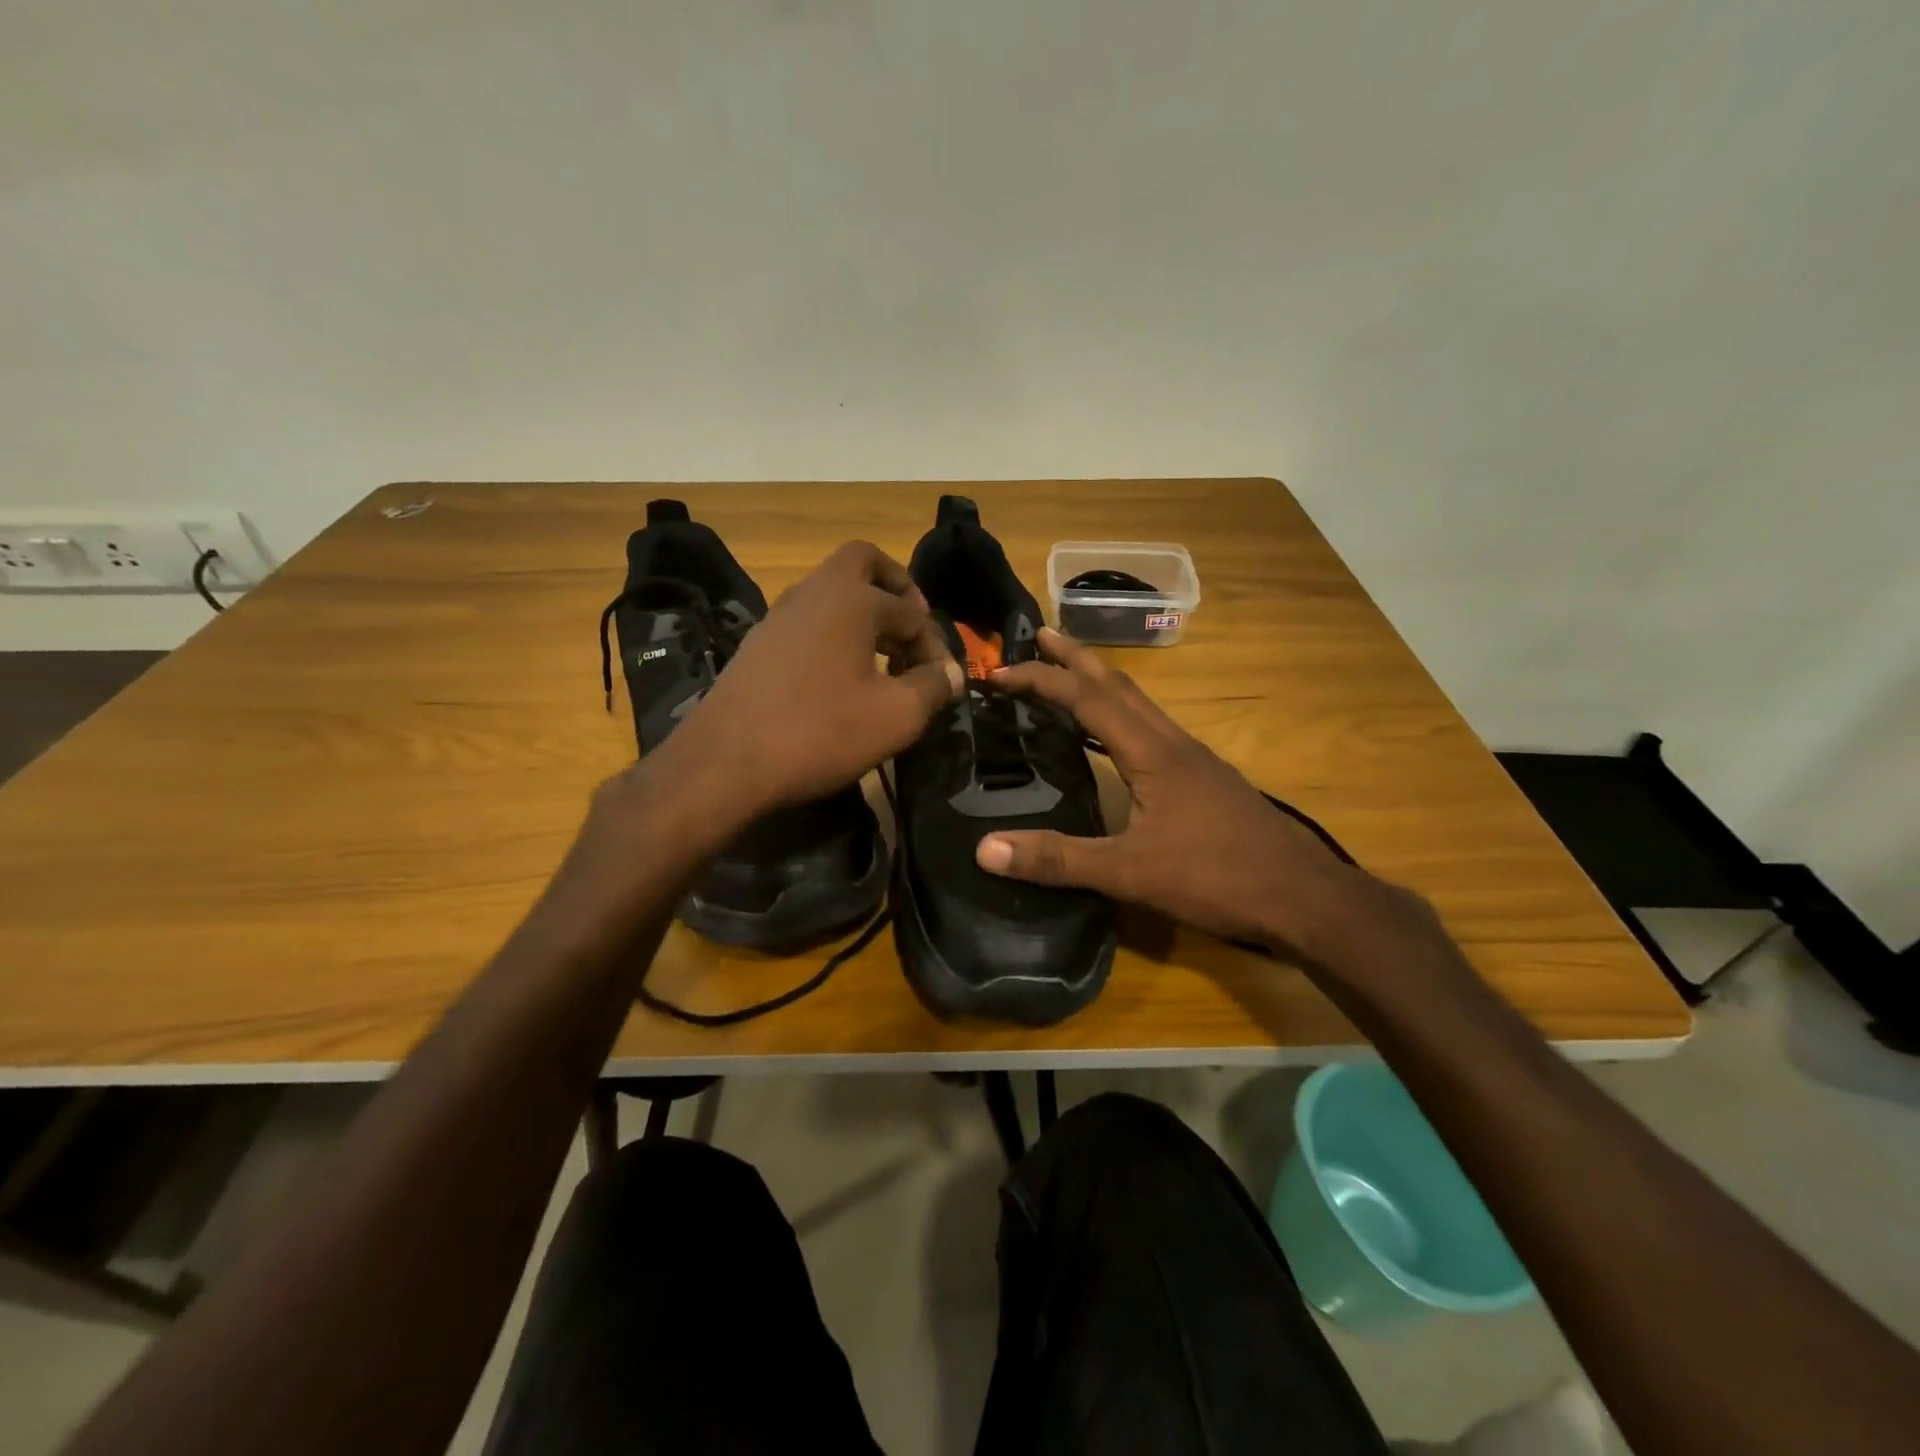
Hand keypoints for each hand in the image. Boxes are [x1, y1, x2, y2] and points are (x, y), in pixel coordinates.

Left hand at [652, 541, 963, 820]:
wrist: (724, 763)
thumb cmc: (820, 733)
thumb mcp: (896, 716)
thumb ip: (934, 687)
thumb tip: (953, 674)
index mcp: (852, 599)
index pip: (912, 611)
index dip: (936, 645)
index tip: (944, 682)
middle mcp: (814, 592)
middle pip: (862, 563)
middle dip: (895, 586)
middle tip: (912, 624)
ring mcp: (779, 615)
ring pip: (832, 592)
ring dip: (864, 613)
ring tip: (884, 660)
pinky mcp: (759, 643)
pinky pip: (809, 620)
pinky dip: (835, 633)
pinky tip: (842, 677)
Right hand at [974, 628, 1402, 961]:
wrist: (1304, 898)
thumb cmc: (1217, 878)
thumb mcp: (1130, 873)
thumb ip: (1059, 859)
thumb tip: (985, 849)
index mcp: (1152, 752)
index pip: (1087, 699)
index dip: (1041, 680)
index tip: (999, 673)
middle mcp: (1174, 742)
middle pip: (1119, 684)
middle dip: (1076, 657)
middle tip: (1040, 634)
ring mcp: (1195, 759)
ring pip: (1140, 704)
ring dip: (1102, 682)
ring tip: (1071, 673)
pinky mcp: (1206, 779)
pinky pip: (1153, 728)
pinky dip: (1123, 714)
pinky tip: (1118, 738)